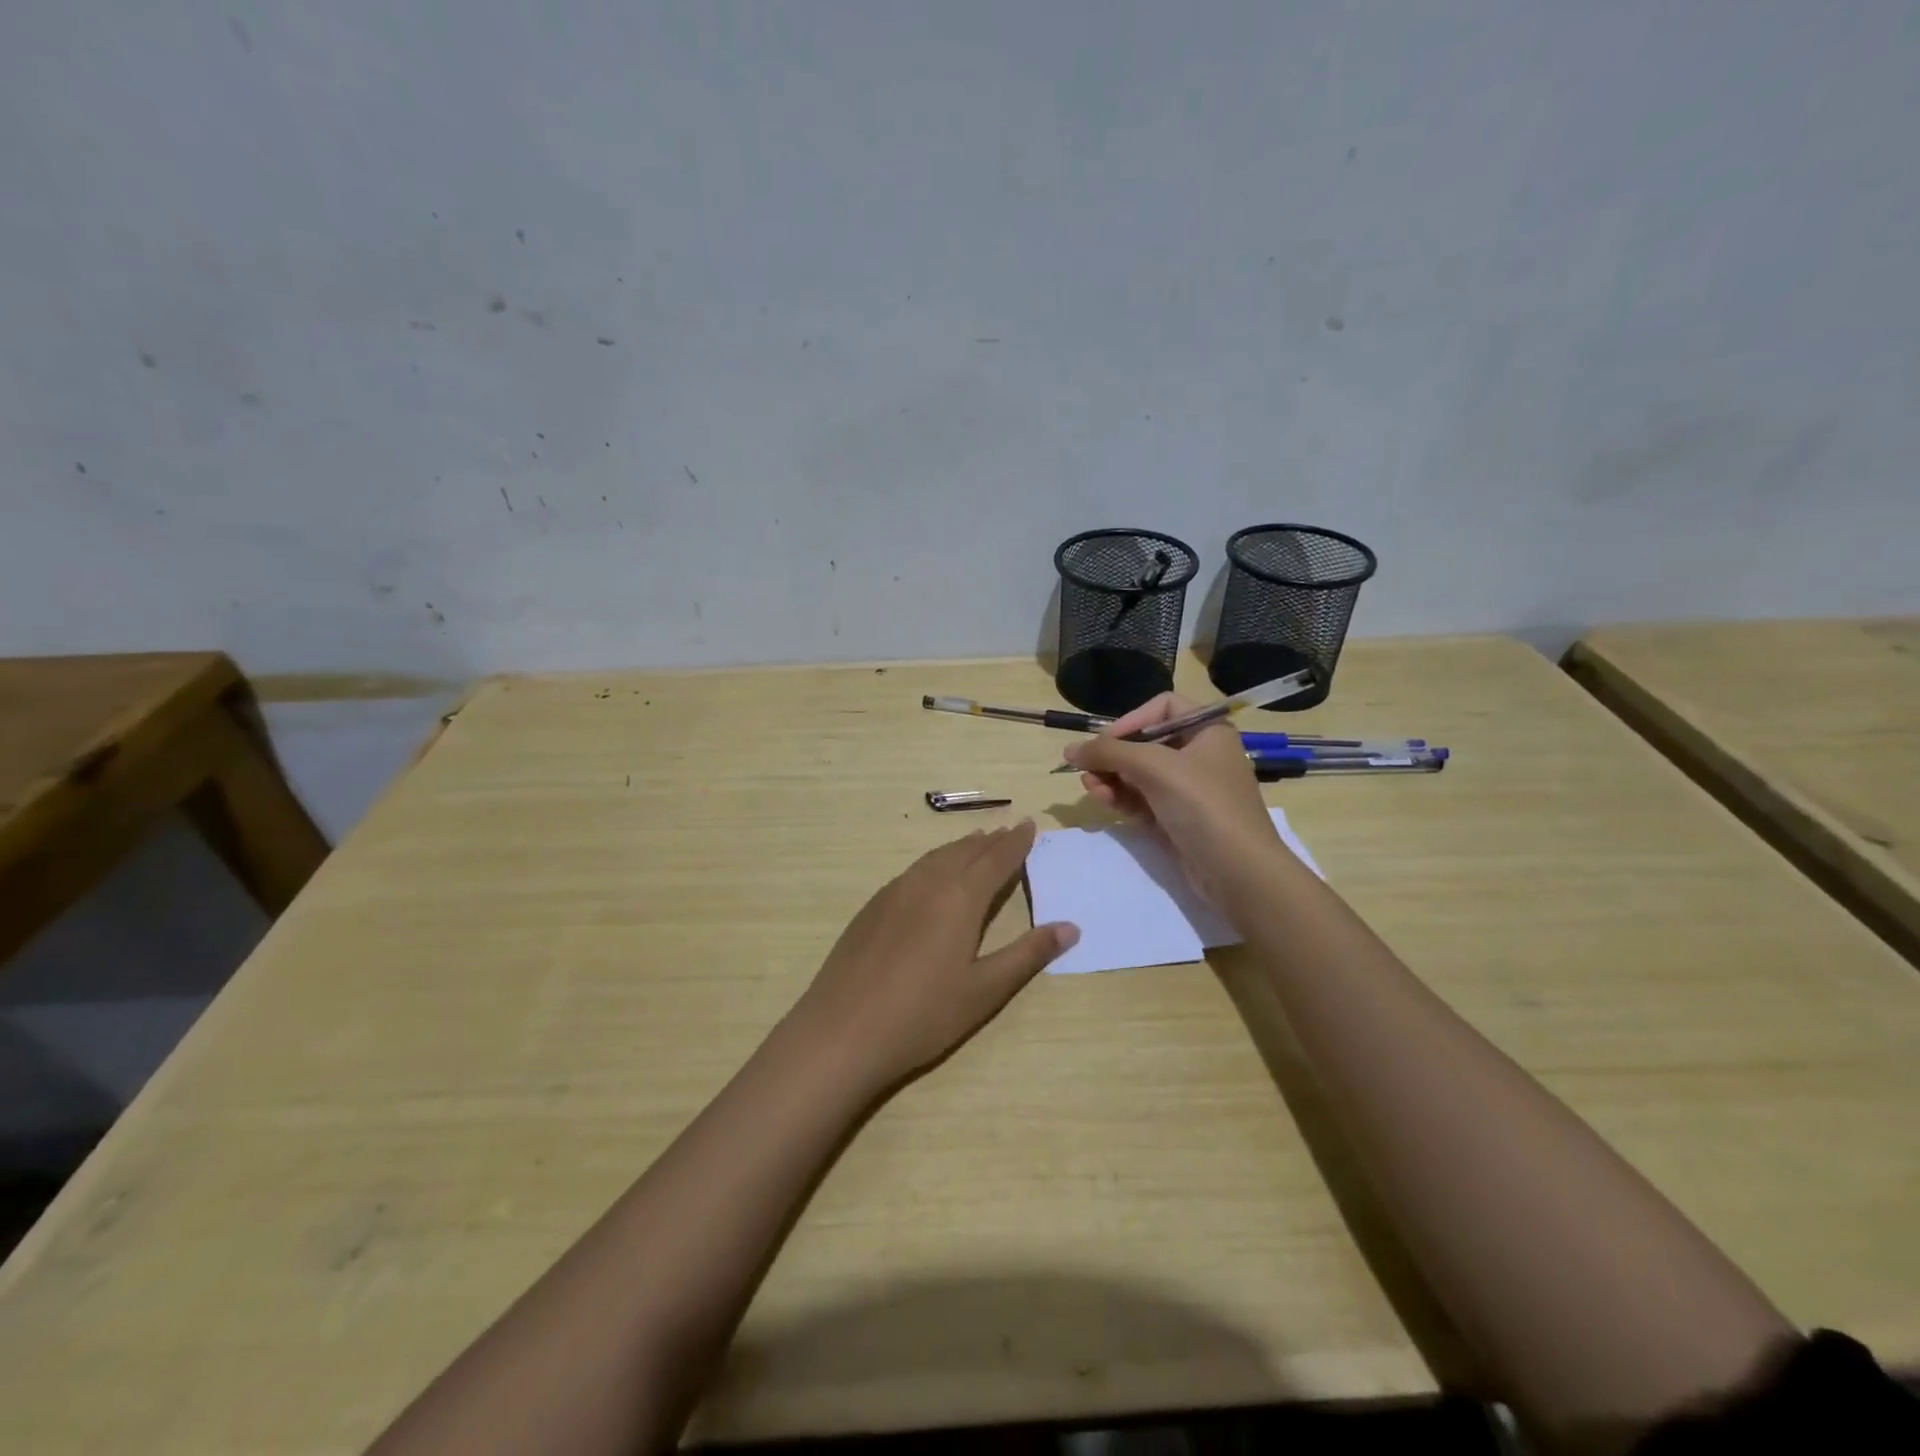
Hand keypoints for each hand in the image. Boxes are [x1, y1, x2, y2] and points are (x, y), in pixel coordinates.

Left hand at [789, 822, 1077, 1094]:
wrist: (842, 1031)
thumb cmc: (923, 1014)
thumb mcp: (985, 990)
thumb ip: (1027, 954)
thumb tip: (1071, 927)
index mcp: (960, 897)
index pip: (996, 859)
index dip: (1016, 842)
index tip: (1029, 825)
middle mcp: (928, 882)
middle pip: (965, 851)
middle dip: (990, 840)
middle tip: (1009, 831)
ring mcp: (895, 892)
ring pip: (935, 857)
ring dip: (960, 848)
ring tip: (976, 843)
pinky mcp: (872, 907)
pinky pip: (913, 871)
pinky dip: (933, 862)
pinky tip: (932, 875)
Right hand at [1063, 693, 1281, 906]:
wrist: (1238, 871)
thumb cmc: (1202, 803)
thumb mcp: (1154, 766)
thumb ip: (1109, 752)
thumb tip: (1068, 749)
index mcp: (1208, 731)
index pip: (1163, 707)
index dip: (1132, 720)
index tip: (1106, 741)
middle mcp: (1200, 755)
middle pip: (1146, 743)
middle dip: (1114, 754)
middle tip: (1085, 766)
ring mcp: (1189, 790)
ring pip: (1140, 774)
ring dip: (1111, 777)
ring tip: (1087, 785)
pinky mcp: (1177, 819)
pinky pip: (1143, 800)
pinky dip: (1121, 797)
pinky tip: (1100, 797)